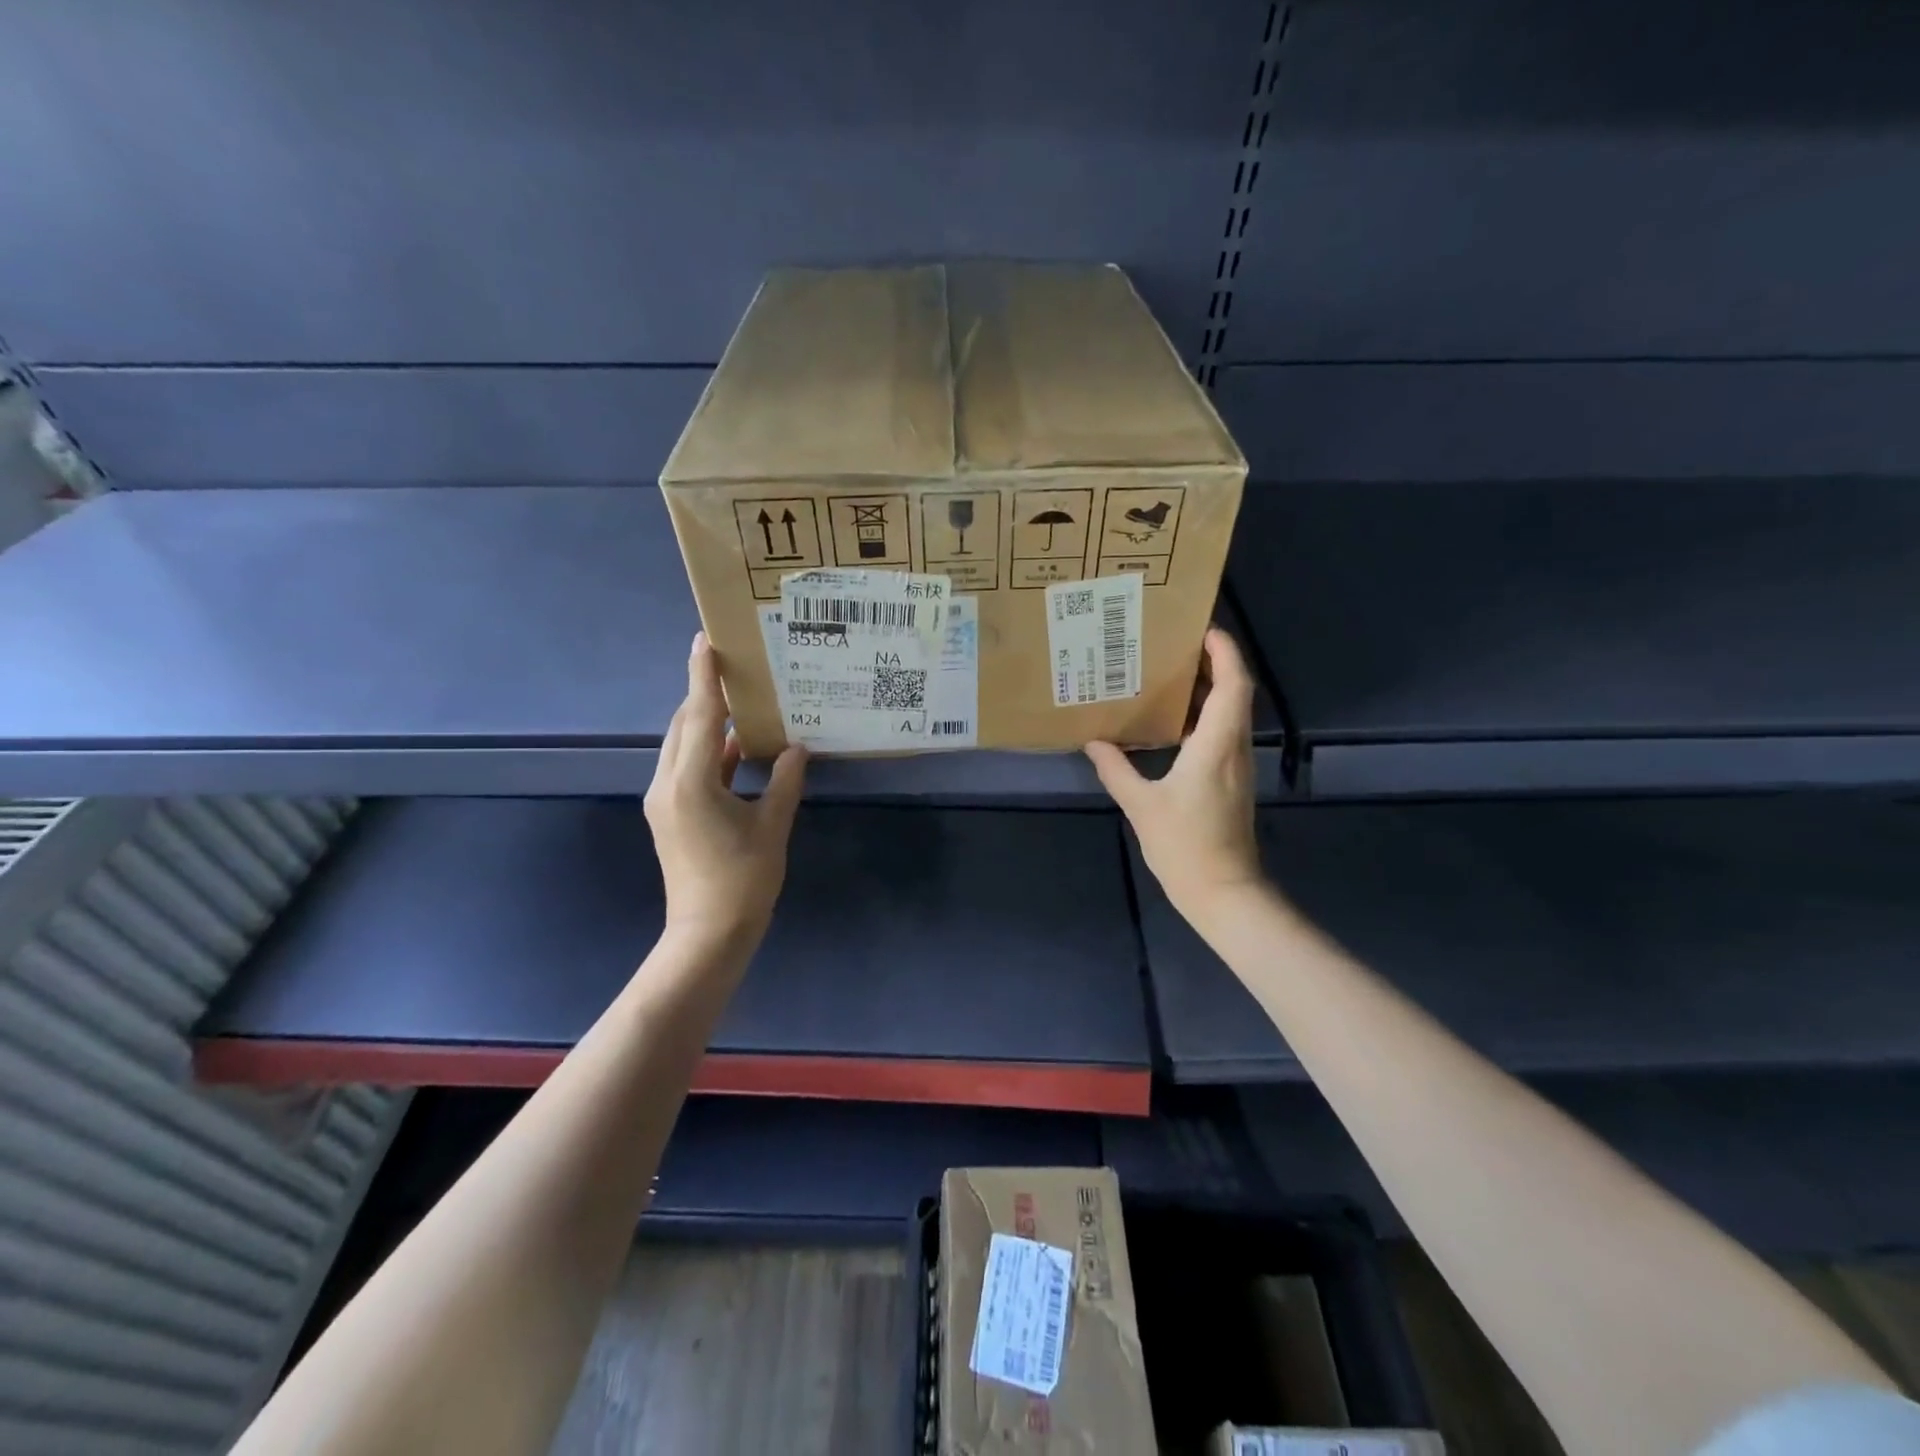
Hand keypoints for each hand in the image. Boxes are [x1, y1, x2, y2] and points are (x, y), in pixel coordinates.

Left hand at [645, 632, 806, 945]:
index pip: (697, 717)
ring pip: (681, 747)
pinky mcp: (670, 815)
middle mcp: (667, 784)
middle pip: (682, 726)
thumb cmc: (743, 881)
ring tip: (736, 700)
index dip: (703, 678)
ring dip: (705, 723)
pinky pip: (685, 768)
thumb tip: (797, 748)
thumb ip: (784, 781)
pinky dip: (707, 751)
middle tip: (730, 666)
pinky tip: (734, 746)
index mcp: (690, 783)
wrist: (707, 935)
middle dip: (702, 695)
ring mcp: (664, 801)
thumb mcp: (772, 826)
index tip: (705, 641)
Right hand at [1086, 628, 1265, 928]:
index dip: (1224, 653)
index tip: (1203, 628)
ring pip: (1231, 712)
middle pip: (1235, 692)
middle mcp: (1234, 748)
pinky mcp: (1231, 780)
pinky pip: (1223, 733)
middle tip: (1176, 646)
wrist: (1223, 892)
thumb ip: (1117, 770)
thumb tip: (1094, 742)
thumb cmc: (1185, 846)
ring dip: (1210, 688)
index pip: (1233, 685)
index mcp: (1216, 745)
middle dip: (1214, 663)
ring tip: (1170, 675)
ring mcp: (1236, 765)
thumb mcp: (1142, 806)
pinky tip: (1173, 722)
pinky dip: (1204, 715)